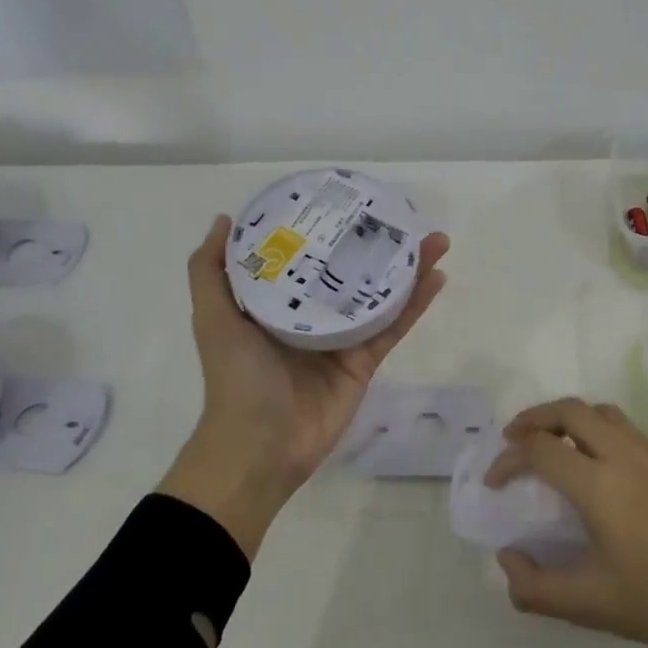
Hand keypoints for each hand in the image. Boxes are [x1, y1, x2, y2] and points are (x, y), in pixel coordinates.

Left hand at [159, 214, 449, 558]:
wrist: (260, 447)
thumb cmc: (235, 377)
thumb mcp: (213, 318)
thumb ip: (211, 271)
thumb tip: (224, 219)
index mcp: (278, 301)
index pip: (306, 255)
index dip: (326, 227)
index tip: (346, 199)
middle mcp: (312, 313)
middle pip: (350, 270)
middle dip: (375, 243)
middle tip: (400, 215)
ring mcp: (342, 338)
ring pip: (380, 293)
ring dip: (408, 267)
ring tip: (434, 239)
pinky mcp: (365, 360)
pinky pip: (393, 325)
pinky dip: (416, 303)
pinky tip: (437, 276)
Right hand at [485, 398, 647, 647]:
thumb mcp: (589, 605)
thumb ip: (535, 586)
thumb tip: (508, 559)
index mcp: (597, 485)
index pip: (540, 449)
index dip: (508, 459)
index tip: (493, 484)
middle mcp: (620, 457)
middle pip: (569, 410)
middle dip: (534, 418)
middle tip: (513, 442)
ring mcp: (647, 458)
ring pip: (599, 411)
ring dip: (566, 416)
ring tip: (549, 443)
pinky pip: (620, 426)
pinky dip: (592, 426)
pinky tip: (591, 461)